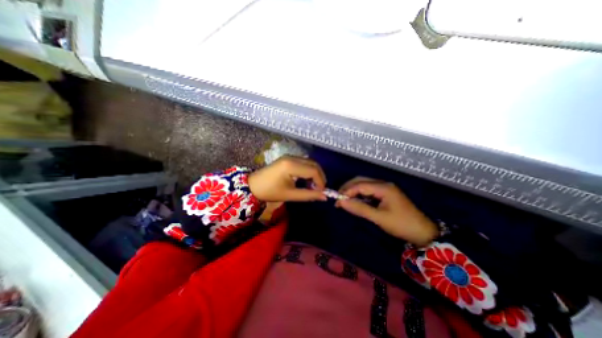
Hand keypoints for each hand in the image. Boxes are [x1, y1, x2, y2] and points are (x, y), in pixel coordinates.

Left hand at [248, 158, 327, 201]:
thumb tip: (324, 197)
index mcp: (291, 166)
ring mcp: (289, 156)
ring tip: (314, 185)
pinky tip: (306, 179)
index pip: (313, 170)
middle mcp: (292, 157)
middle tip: (320, 188)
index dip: (321, 181)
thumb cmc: (270, 192)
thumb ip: (309, 195)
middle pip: (313, 164)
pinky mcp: (287, 158)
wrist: (253, 185)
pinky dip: (308, 170)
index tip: (322, 192)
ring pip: (309, 162)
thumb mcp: (290, 195)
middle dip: (320, 176)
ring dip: (314, 173)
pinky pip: (303, 162)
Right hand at [338, 178, 437, 246]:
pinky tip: (356, 201)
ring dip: (353, 191)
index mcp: (383, 187)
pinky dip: (360, 195)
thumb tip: (341, 202)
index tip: (337, 201)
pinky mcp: (385, 194)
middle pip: (361, 181)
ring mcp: (385, 188)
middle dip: (348, 188)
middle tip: (339, 199)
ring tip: (345, 201)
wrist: (423, 232)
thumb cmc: (401, 225)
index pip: (360, 185)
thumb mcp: (379, 218)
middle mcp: (383, 184)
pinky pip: (369, 191)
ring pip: (364, 185)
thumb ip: (360, 208)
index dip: (347, 191)